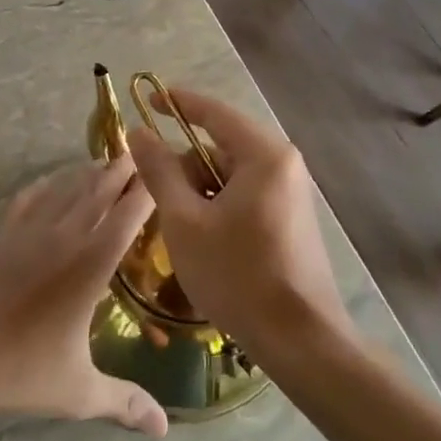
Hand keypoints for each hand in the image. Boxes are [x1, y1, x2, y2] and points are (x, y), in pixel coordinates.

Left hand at [0, 156, 166, 436]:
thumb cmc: (19, 371)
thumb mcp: (78, 391)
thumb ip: (124, 402)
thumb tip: (164, 430)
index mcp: (89, 266)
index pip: (126, 218)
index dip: (146, 193)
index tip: (162, 174)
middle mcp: (62, 237)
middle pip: (97, 191)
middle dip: (120, 171)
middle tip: (139, 155)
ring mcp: (27, 231)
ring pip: (64, 189)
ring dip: (86, 173)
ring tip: (104, 164)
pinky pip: (28, 197)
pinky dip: (46, 184)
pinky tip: (51, 181)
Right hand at [125, 90, 350, 357]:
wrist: (301, 342)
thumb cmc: (237, 275)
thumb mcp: (184, 221)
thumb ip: (160, 171)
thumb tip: (139, 132)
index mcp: (263, 155)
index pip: (214, 113)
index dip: (177, 103)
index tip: (146, 98)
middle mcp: (283, 165)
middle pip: (220, 146)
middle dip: (185, 165)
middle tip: (157, 195)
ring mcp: (291, 193)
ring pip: (230, 174)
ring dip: (199, 190)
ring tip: (180, 228)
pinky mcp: (290, 218)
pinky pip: (244, 195)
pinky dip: (217, 205)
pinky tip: (204, 240)